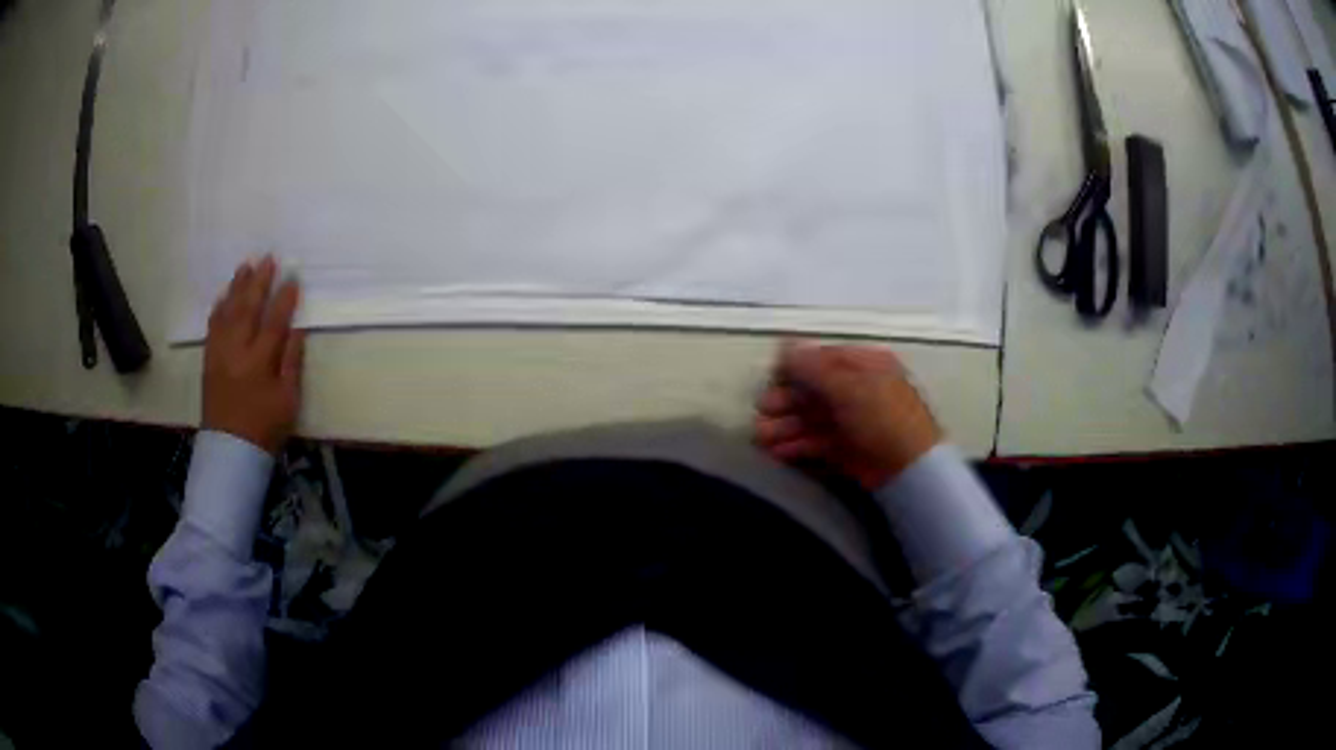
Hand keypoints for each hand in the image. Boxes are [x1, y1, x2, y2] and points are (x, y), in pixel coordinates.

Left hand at [203, 257, 304, 454]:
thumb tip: (296, 329)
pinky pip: (212, 325)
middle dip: (259, 282)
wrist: (229, 450)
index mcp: (260, 360)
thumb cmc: (264, 427)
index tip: (293, 277)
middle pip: (248, 308)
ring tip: (245, 266)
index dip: (285, 297)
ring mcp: (219, 352)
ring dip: (237, 287)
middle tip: (268, 259)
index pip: (274, 320)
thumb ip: (292, 362)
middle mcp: (237, 350)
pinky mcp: (208, 359)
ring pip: (227, 311)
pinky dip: (219, 307)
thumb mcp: (288, 400)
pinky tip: (224, 296)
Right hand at [755, 341, 941, 490]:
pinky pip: (817, 442)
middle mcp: (859, 389)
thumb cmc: (882, 417)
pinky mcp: (848, 450)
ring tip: (760, 438)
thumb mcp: (848, 387)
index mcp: (865, 365)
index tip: (770, 379)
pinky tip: (777, 452)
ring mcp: (854, 421)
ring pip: (813, 418)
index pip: (823, 359)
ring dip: (785, 426)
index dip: (794, 368)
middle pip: (814, 390)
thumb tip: (784, 345)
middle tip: (761, 412)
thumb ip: (813, 368)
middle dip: (785, 402)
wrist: (911, 470)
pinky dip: (797, 446)